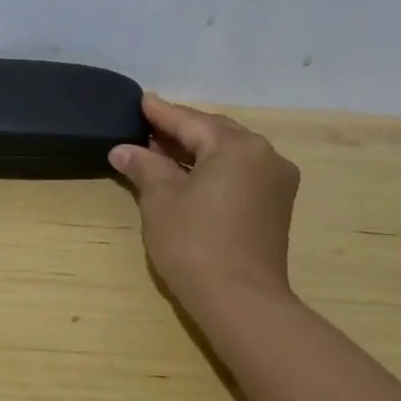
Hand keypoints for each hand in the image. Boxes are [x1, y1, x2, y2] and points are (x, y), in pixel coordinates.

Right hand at [110, 93, 301, 312]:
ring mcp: (276, 181)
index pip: (190, 121)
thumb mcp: (160, 200)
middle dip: (180, 131)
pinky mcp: (276, 206)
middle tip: (147, 127)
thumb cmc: (194, 243)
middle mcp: (264, 155)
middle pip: (214, 133)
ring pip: (229, 154)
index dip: (161, 112)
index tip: (141, 100)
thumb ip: (144, 166)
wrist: (240, 300)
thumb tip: (124, 149)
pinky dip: (213, 169)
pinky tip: (189, 176)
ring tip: (162, 151)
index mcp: (237, 146)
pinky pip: (240, 173)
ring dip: (197, 151)